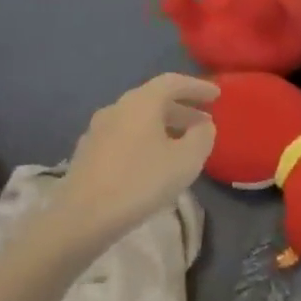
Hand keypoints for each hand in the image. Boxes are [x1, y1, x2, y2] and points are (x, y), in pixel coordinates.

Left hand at [48, 74, 218, 246]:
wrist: (83, 217)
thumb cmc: (141, 182)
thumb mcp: (186, 160)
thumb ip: (202, 137)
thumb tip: (203, 125)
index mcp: (141, 102)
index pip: (173, 82)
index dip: (197, 87)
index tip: (217, 95)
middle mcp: (117, 107)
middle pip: (154, 99)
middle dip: (182, 108)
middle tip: (204, 122)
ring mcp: (98, 129)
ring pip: (138, 119)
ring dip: (164, 126)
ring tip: (182, 143)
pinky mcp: (88, 152)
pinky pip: (125, 135)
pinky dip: (145, 139)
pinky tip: (153, 160)